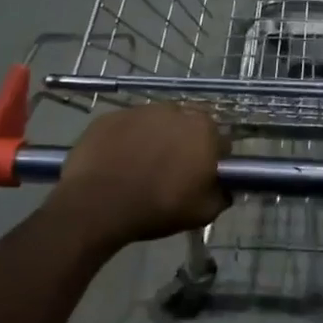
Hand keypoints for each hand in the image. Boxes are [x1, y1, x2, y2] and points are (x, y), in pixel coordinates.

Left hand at [52, 105, 228, 246]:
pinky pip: (127, 126)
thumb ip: (222, 194)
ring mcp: (139, 110)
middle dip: (184, 144)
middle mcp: (175, 110)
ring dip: (155, 138)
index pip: (219, 141)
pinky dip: (126, 139)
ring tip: (141, 166)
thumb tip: (225, 187)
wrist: (97, 204)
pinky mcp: (110, 116)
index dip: (212, 160)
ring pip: (156, 123)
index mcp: (203, 130)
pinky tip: (118, 162)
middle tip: (172, 171)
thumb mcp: (204, 212)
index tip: (201, 177)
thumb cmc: (158, 207)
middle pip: (187, 126)